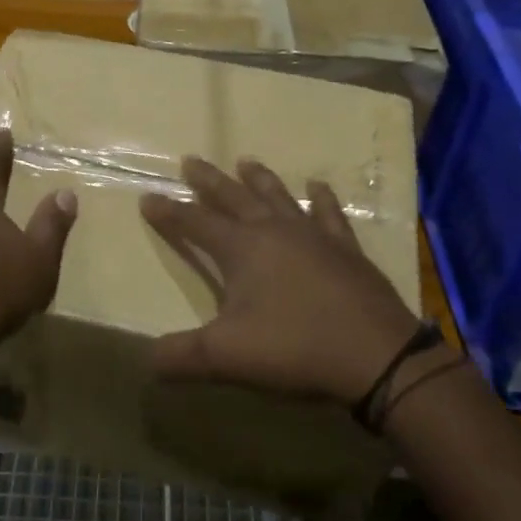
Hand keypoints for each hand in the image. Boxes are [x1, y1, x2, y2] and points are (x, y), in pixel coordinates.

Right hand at [139, 157, 436, 406]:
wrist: (375, 354)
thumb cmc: (294, 348)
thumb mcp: (226, 357)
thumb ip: (180, 357)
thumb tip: (145, 360)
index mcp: (241, 249)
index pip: (195, 223)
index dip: (169, 212)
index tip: (147, 196)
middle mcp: (274, 230)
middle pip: (233, 197)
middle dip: (209, 181)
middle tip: (191, 160)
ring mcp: (313, 235)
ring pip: (278, 196)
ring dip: (259, 179)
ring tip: (246, 161)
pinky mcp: (345, 248)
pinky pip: (329, 214)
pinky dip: (321, 198)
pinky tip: (318, 186)